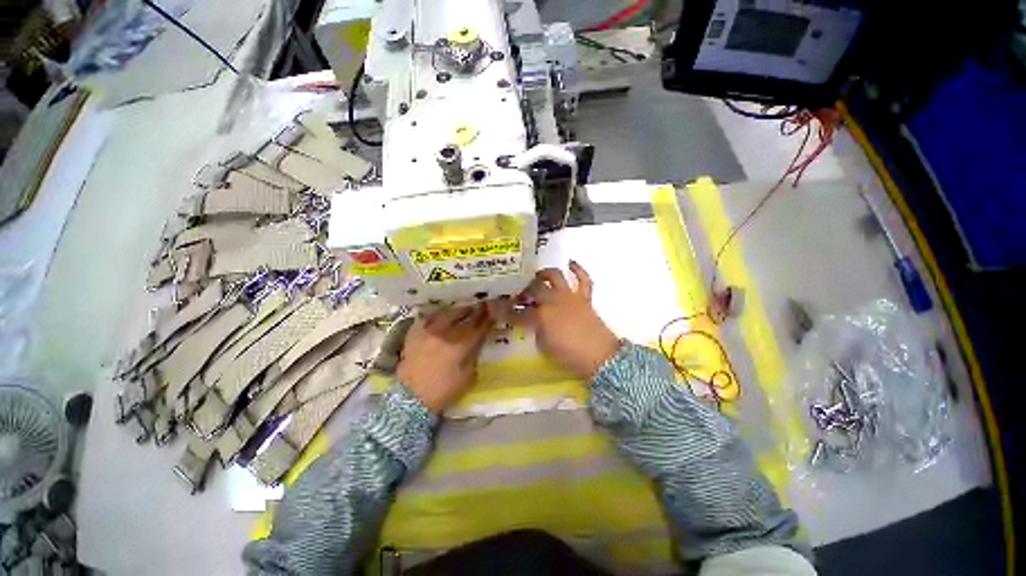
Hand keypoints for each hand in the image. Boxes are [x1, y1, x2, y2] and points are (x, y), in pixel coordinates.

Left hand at [398, 304, 492, 412]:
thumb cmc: (443, 391)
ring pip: (447, 312)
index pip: (479, 327)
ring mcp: (428, 331)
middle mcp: (445, 333)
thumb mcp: (467, 377)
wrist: (410, 398)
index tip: (494, 310)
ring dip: (458, 310)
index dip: (488, 317)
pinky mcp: (414, 332)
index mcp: (460, 346)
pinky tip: (442, 314)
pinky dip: (438, 314)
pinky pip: (429, 317)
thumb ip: (474, 355)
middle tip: (482, 305)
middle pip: (464, 315)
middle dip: (475, 310)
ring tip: (464, 308)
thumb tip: (478, 341)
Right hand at [515, 261, 619, 379]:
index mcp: (540, 316)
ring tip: (538, 277)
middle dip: (523, 290)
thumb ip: (537, 331)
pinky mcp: (584, 297)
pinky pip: (583, 279)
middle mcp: (552, 300)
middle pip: (533, 288)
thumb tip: (535, 323)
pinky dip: (577, 270)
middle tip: (519, 295)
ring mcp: (569, 296)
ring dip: (544, 274)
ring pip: (554, 276)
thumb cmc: (569, 355)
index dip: (506, 311)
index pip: (518, 312)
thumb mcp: (544, 346)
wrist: (599, 356)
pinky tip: (570, 263)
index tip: (497, 309)